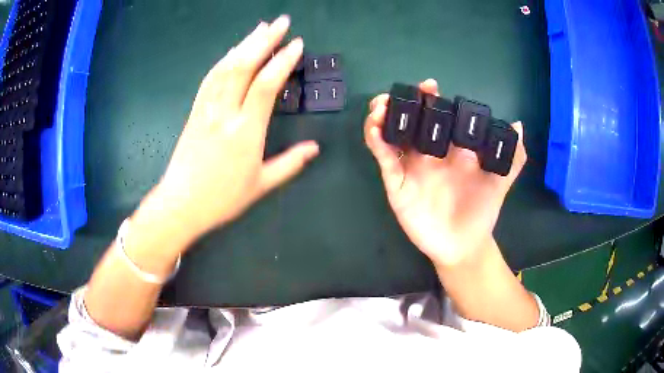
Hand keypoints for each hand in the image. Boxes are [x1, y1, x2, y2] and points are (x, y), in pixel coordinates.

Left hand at [144, 16, 318, 245]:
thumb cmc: (222, 199)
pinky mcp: (194, 111)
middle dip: (264, 40)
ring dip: (244, 44)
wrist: (181, 204)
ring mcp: (206, 109)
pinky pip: (209, 79)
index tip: (296, 44)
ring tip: (260, 28)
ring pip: (225, 67)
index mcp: (246, 131)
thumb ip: (290, 164)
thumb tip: (315, 148)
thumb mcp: (261, 185)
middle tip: (281, 21)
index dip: (283, 61)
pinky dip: (223, 60)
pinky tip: (232, 50)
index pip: (266, 85)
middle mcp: (225, 113)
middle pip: (244, 66)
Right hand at [363, 79, 525, 266]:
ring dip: (382, 117)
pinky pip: (384, 159)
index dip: (430, 99)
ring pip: (391, 136)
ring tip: (380, 106)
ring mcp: (410, 167)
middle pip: (408, 122)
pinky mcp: (397, 184)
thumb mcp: (500, 181)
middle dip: (399, 103)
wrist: (464, 245)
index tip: (429, 85)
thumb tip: (519, 126)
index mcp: (449, 148)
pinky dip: (376, 142)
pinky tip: (374, 129)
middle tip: (394, 94)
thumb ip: (512, 157)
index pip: (436, 117)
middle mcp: (427, 153)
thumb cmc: (482, 211)